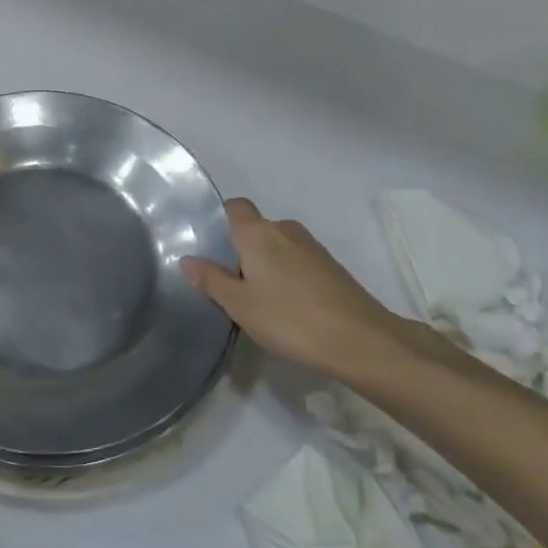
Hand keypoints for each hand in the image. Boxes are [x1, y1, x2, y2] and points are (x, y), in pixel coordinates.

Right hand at [182, 198, 443, 385]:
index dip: (222, 219)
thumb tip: (187, 258)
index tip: (211, 245)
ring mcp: (312, 247)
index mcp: (258, 232)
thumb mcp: (239, 304)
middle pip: (256, 228)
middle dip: (242, 249)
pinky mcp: (332, 268)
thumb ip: (211, 280)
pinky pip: (298, 262)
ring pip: (279, 246)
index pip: (235, 206)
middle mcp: (285, 229)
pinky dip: (288, 276)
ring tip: (257, 298)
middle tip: (229, 282)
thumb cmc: (289, 318)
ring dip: (267, 264)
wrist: (361, 340)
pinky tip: (287, 307)